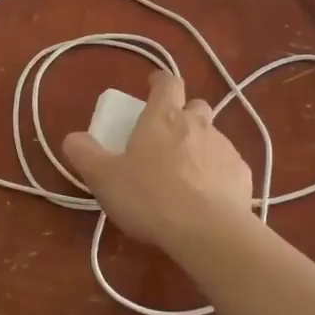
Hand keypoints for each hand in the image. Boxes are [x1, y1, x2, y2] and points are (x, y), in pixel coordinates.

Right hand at [62, 70, 254, 251]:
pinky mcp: (242, 175)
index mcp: (163, 117)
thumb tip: (72, 138)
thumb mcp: (104, 178)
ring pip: (213, 136)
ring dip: (200, 146)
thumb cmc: (149, 197)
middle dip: (184, 114)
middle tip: (167, 137)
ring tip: (185, 175)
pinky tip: (207, 198)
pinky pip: (228, 166)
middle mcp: (198, 124)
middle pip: (196, 106)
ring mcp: (224, 148)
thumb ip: (85, 154)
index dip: (159, 82)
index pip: (167, 82)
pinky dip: (217, 174)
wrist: (207, 231)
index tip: (151, 88)